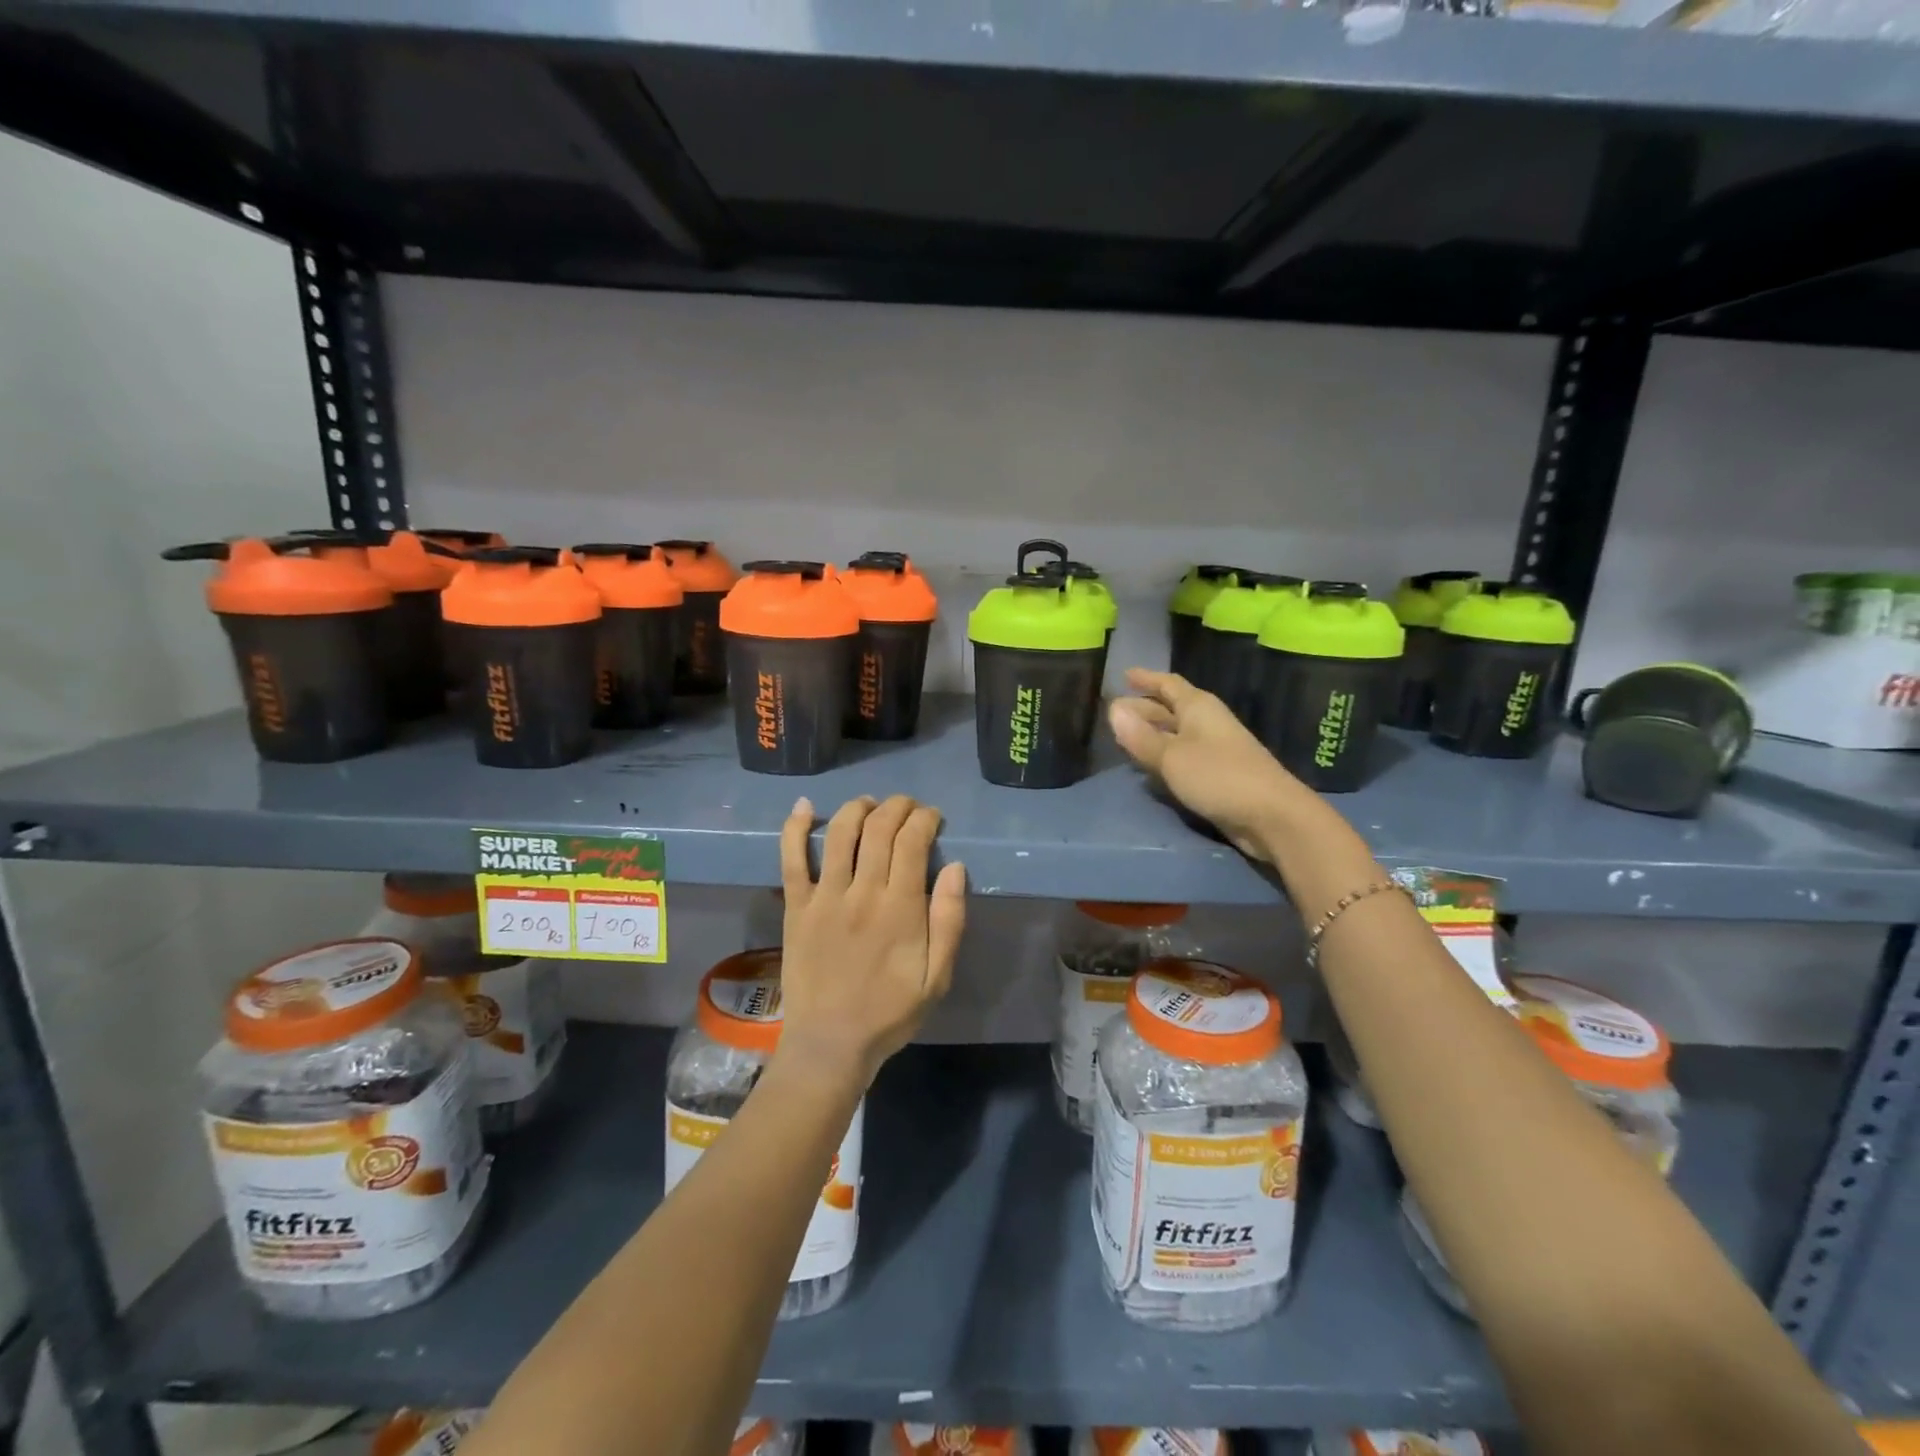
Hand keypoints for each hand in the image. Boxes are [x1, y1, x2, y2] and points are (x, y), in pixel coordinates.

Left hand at [776, 795, 967, 1087]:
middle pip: (879, 828)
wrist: (830, 1044)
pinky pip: (791, 859)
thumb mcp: (937, 977)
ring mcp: (824, 897)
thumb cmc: (890, 1012)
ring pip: (840, 833)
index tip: (933, 818)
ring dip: (857, 808)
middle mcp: (861, 892)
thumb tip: (956, 867)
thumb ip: (949, 920)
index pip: (912, 841)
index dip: (925, 819)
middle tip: (908, 807)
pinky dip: (795, 828)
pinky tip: (804, 806)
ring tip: (870, 804)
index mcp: (900, 908)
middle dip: (897, 806)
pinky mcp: (796, 907)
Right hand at [1108, 668, 1307, 861]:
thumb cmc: (1219, 776)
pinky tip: (1148, 766)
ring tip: (1124, 737)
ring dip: (1152, 733)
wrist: (1271, 815)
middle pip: (1170, 708)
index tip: (1125, 675)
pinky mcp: (1217, 775)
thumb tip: (1113, 709)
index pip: (1168, 684)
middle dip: (1144, 708)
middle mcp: (1207, 722)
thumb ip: (1141, 736)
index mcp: (1198, 707)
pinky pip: (1182, 756)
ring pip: (1175, 733)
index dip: (1146, 679)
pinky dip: (1163, 755)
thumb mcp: (1172, 756)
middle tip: (1115, 711)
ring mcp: (1214, 749)